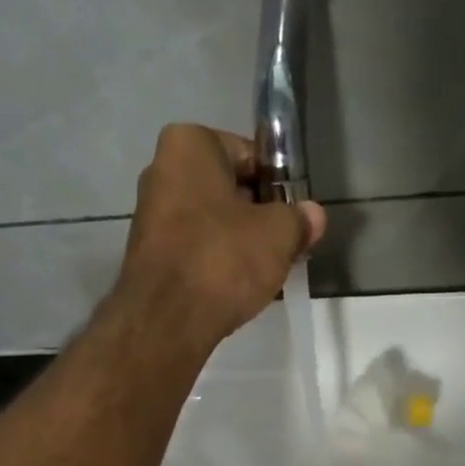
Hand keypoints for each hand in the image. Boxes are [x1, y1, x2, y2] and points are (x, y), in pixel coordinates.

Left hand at [113, 124, 326, 349]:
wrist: (167, 320)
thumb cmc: (223, 260)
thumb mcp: (278, 235)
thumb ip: (299, 220)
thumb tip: (314, 215)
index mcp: (189, 144)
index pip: (250, 155)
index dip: (280, 186)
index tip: (296, 216)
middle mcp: (162, 170)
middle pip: (229, 190)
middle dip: (259, 217)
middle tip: (286, 247)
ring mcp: (151, 216)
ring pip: (213, 224)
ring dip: (240, 244)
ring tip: (267, 273)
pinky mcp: (150, 257)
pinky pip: (196, 251)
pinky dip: (218, 265)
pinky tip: (238, 288)